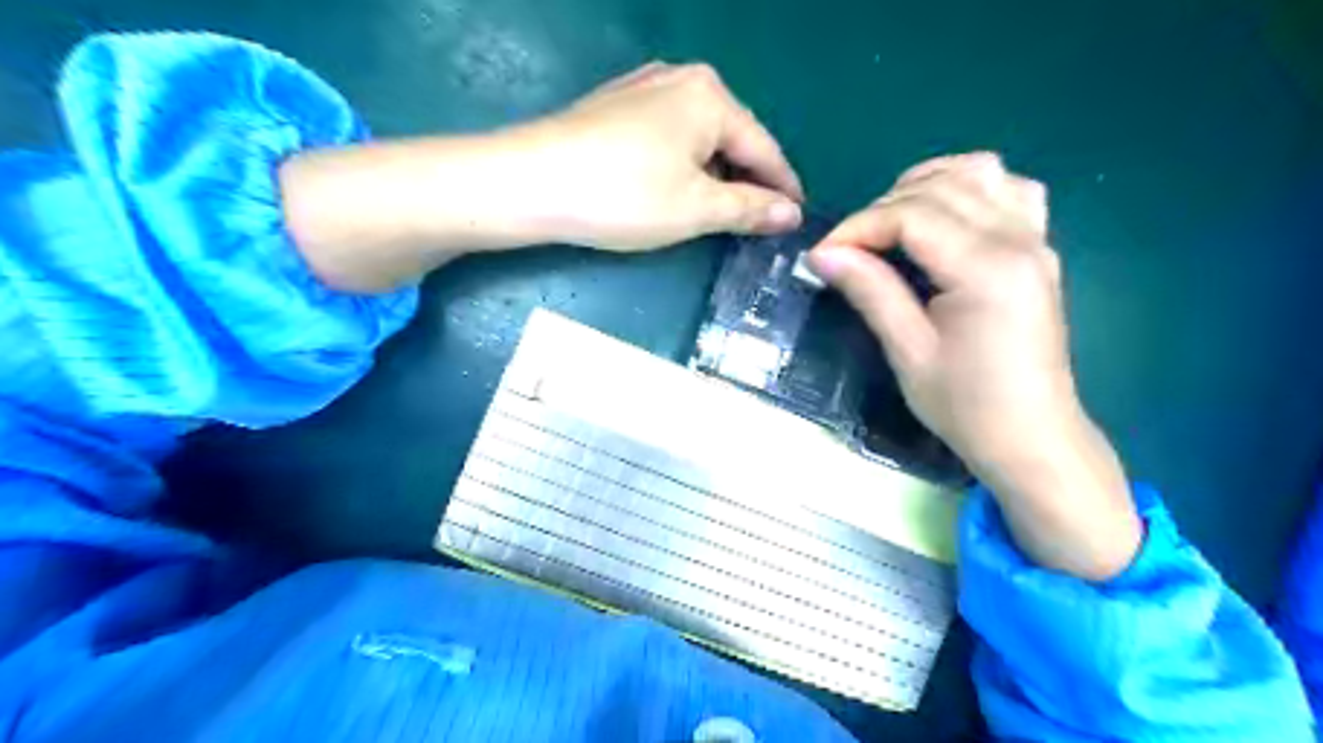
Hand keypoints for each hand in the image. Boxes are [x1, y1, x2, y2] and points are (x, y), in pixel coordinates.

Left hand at [522, 61, 799, 247]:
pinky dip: (681, 164)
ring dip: (712, 174)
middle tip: (755, 223)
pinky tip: (673, 188)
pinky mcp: (615, 106)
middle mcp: (681, 79)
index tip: (796, 219)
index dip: (782, 188)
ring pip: (698, 137)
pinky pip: (667, 136)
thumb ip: (749, 209)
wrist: (529, 183)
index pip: (764, 148)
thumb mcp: (696, 208)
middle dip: (746, 181)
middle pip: (731, 138)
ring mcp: (643, 88)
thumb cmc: (624, 196)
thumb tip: (791, 215)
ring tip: (716, 212)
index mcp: (711, 97)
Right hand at [813, 152, 1142, 580]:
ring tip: (891, 224)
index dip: (859, 227)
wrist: (1032, 438)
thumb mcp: (908, 352)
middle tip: (849, 249)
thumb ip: (870, 291)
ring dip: (925, 186)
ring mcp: (1036, 239)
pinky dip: (969, 190)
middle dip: (882, 209)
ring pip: (979, 172)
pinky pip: (1010, 190)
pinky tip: (945, 219)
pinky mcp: (1040, 249)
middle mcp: (1018, 239)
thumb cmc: (966, 406)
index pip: (911, 216)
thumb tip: (822, 253)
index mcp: (986, 268)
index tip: (822, 254)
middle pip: (940, 188)